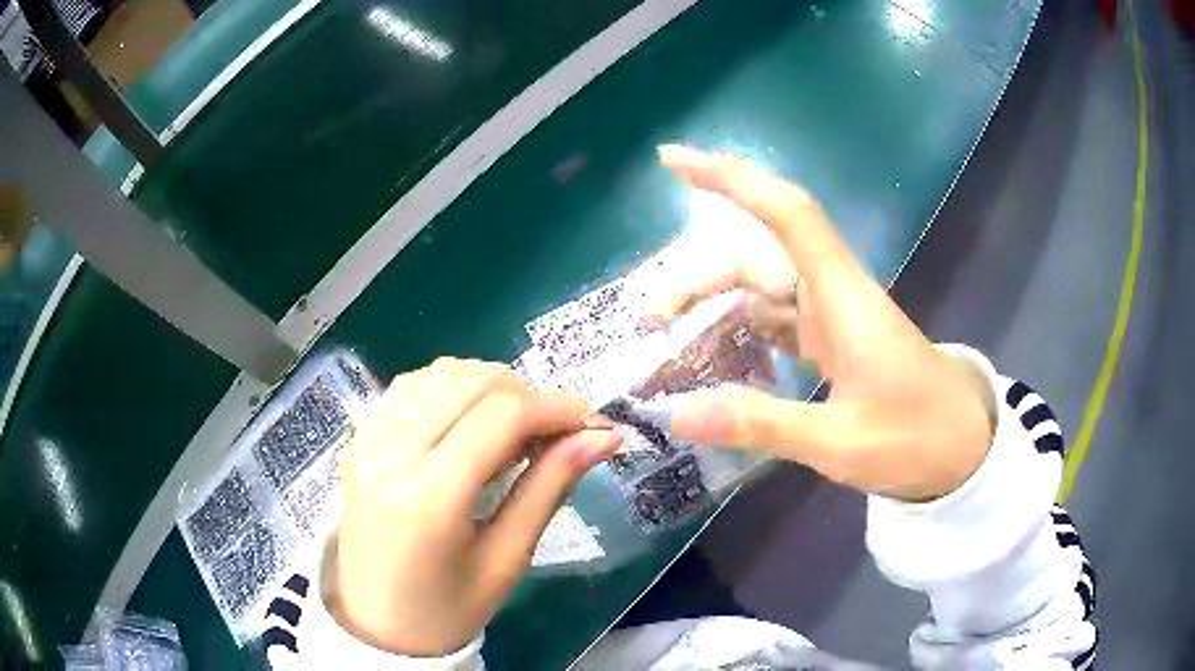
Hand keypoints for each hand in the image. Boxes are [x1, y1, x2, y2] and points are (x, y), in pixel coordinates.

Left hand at [333, 358, 619, 655]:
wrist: (375, 626)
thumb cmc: (447, 610)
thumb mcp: (507, 559)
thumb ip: (550, 488)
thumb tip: (603, 436)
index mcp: (428, 498)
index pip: (501, 416)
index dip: (555, 407)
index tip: (590, 422)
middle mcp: (389, 454)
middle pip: (471, 382)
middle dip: (526, 394)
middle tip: (552, 434)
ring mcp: (365, 440)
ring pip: (441, 373)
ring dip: (489, 387)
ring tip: (513, 430)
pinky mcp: (357, 439)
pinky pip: (411, 386)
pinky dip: (451, 388)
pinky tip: (468, 422)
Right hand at [653, 145, 993, 501]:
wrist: (965, 449)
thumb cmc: (916, 438)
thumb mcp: (839, 442)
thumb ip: (761, 424)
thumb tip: (677, 415)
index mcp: (843, 298)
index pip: (785, 212)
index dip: (732, 179)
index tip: (674, 161)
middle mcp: (835, 292)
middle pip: (757, 255)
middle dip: (698, 275)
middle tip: (649, 316)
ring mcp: (834, 316)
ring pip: (763, 287)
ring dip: (714, 301)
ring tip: (667, 335)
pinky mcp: (834, 340)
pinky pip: (777, 320)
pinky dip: (740, 328)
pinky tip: (713, 353)